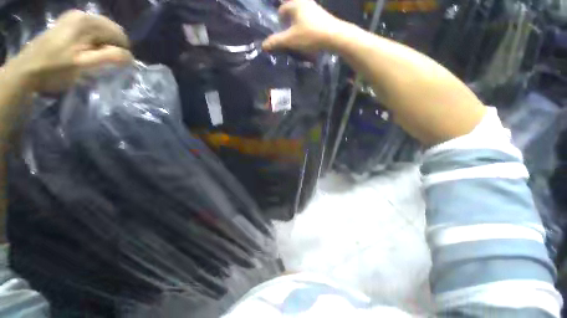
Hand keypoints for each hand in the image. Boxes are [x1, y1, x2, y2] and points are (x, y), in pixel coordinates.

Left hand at [5, 10, 132, 92]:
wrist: (26, 70)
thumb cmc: (54, 70)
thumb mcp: (84, 64)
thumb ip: (109, 57)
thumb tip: (130, 57)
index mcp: (87, 22)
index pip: (120, 35)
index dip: (121, 51)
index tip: (114, 65)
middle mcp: (82, 14)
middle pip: (111, 31)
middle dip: (112, 48)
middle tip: (103, 64)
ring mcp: (74, 17)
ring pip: (102, 32)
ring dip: (103, 47)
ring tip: (94, 59)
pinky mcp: (68, 23)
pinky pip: (91, 32)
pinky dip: (94, 43)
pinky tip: (86, 52)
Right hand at [262, 0, 344, 53]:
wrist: (334, 36)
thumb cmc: (310, 35)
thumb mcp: (290, 40)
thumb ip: (276, 42)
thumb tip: (263, 45)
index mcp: (295, 4)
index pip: (281, 10)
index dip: (279, 23)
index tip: (281, 35)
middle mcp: (304, 2)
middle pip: (290, 11)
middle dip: (287, 24)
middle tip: (288, 37)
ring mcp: (314, 8)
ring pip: (300, 16)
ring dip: (297, 26)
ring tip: (297, 39)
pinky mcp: (321, 16)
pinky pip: (308, 20)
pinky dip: (305, 27)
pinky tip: (307, 37)